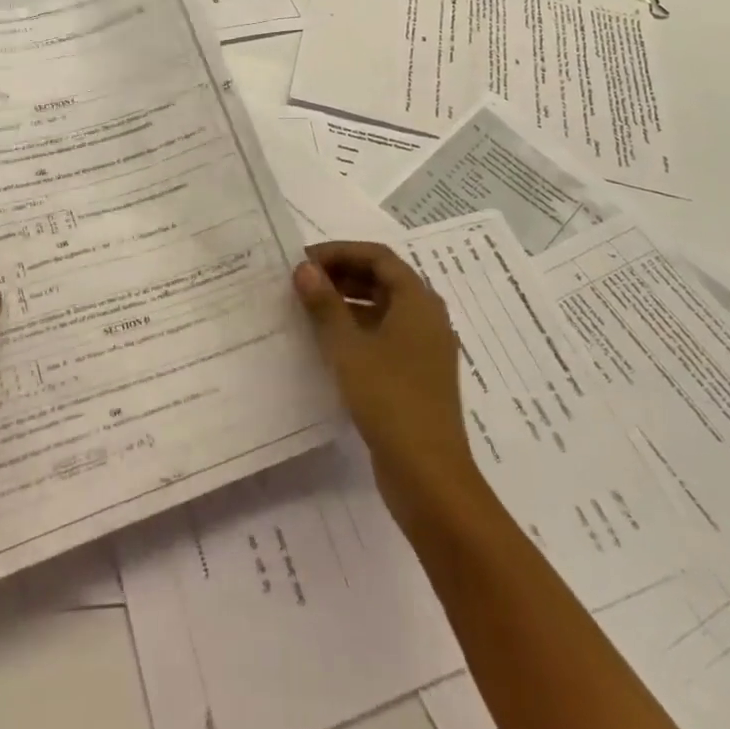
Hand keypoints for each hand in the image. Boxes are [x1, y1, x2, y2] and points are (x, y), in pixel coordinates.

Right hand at [294, 243, 482, 527]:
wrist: (429, 476)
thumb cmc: (389, 399)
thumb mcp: (348, 348)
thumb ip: (325, 304)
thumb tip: (303, 268)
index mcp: (418, 301)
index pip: (377, 257)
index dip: (339, 252)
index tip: (303, 260)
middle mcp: (426, 318)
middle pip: (382, 280)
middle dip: (341, 275)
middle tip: (301, 282)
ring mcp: (423, 349)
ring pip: (382, 309)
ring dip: (347, 302)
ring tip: (307, 308)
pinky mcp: (416, 376)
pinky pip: (384, 336)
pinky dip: (356, 329)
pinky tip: (326, 344)